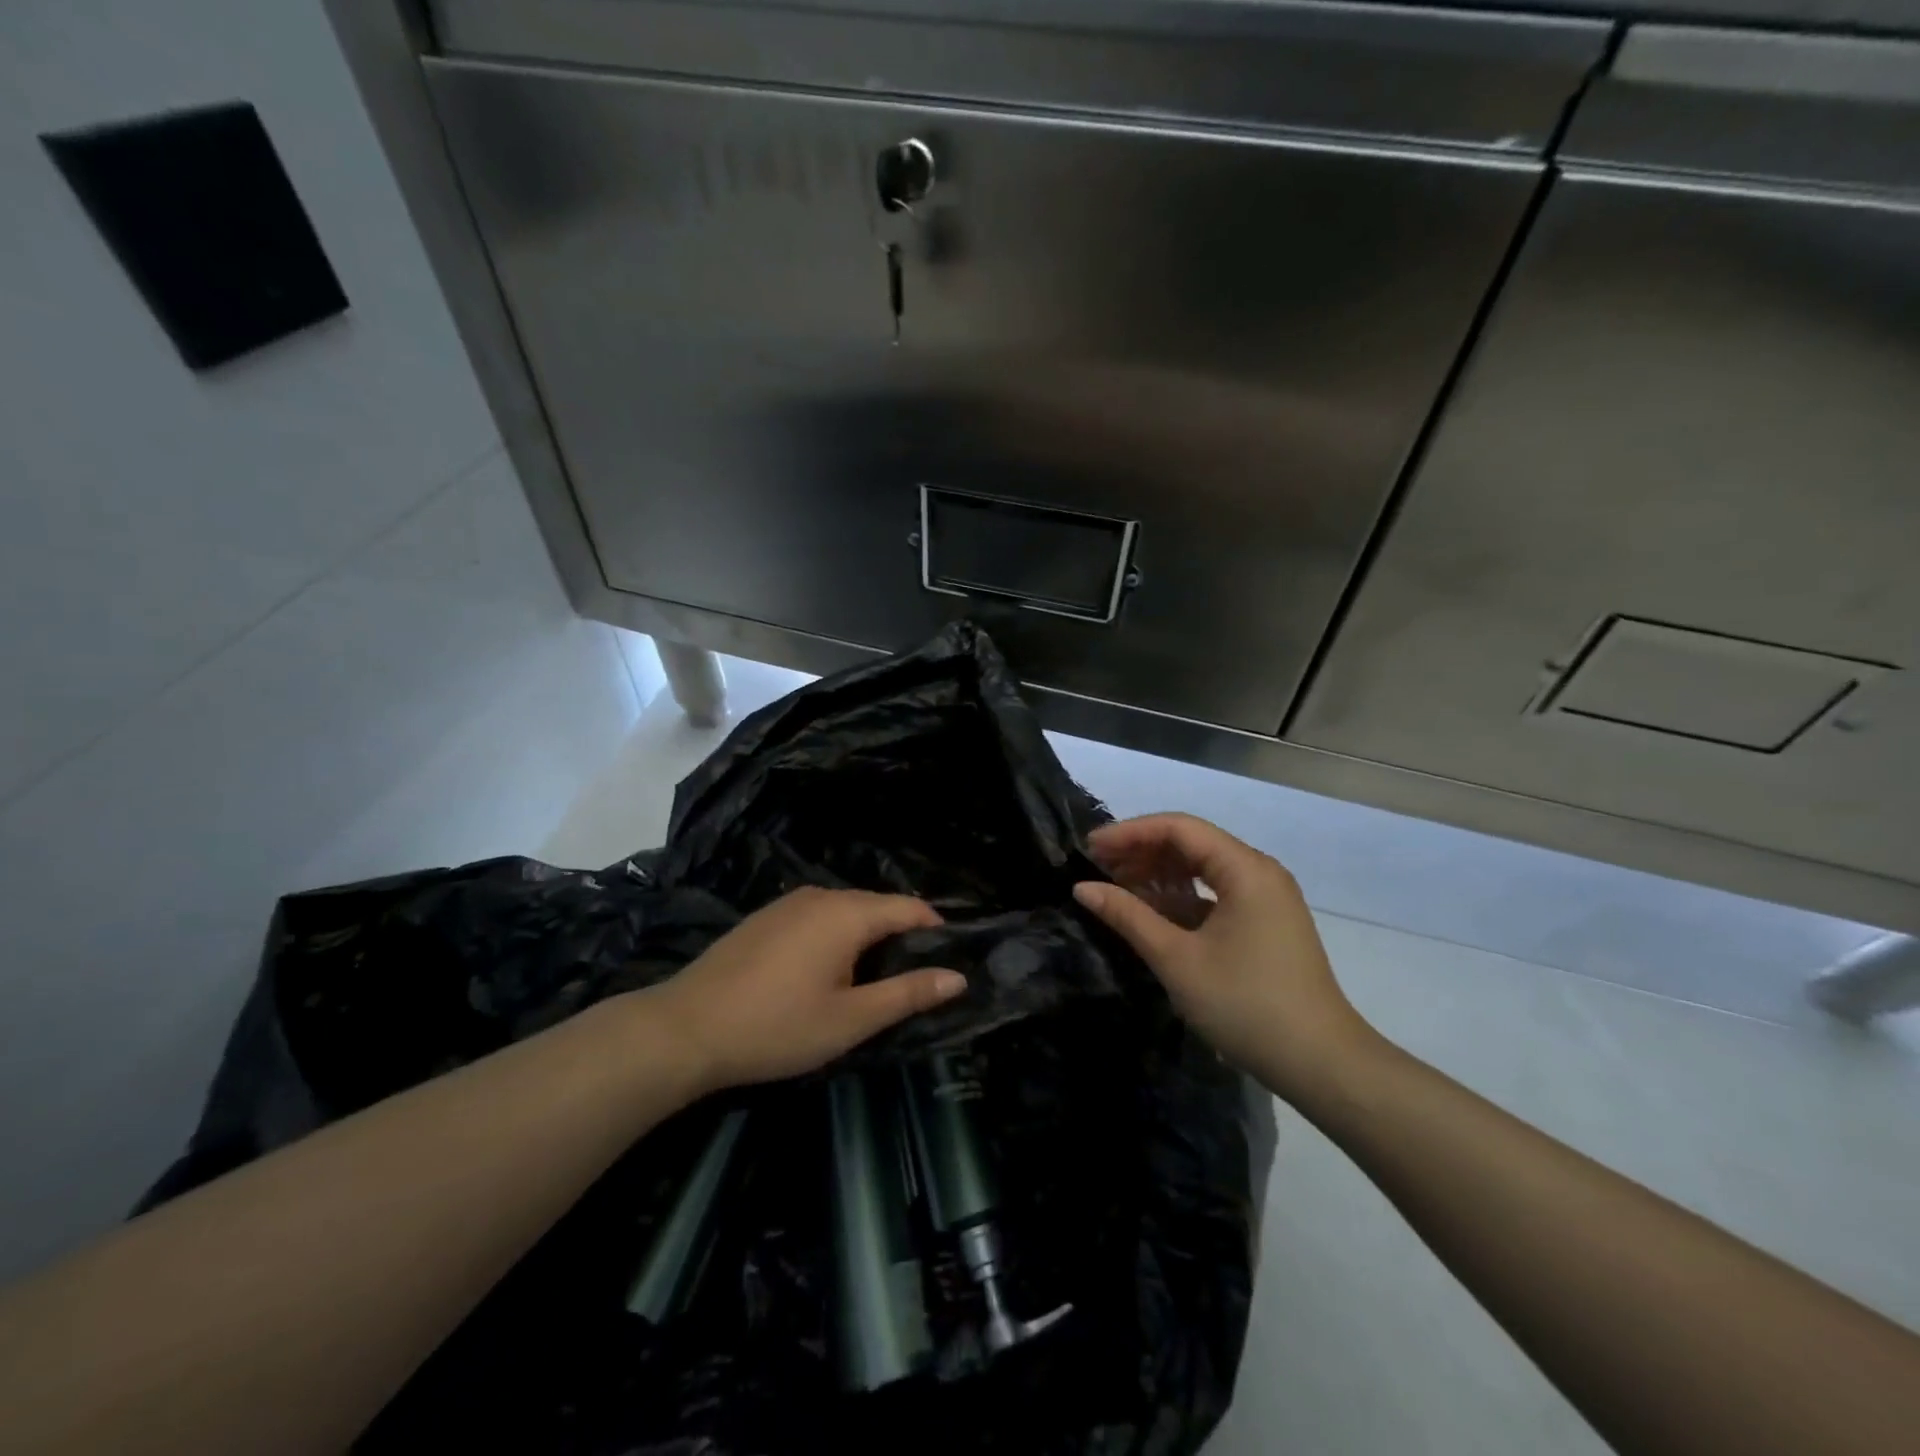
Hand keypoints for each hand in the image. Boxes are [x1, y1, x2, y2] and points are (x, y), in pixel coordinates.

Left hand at [647, 887, 966, 1091]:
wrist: (684, 1029)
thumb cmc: (776, 1027)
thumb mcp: (850, 1019)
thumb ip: (907, 994)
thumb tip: (957, 977)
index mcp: (848, 913)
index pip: (910, 908)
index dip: (936, 932)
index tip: (948, 964)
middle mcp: (821, 895)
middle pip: (879, 907)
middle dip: (902, 938)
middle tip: (911, 984)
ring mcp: (789, 903)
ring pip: (847, 912)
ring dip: (867, 940)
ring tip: (872, 983)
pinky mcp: (766, 917)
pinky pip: (818, 918)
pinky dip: (836, 938)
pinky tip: (825, 974)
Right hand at [1073, 813, 1376, 1101]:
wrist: (1322, 1064)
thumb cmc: (1245, 1005)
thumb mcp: (1177, 959)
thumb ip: (1128, 916)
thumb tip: (1083, 888)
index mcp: (1245, 869)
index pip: (1179, 828)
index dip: (1130, 833)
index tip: (1089, 848)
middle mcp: (1259, 872)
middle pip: (1191, 843)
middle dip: (1142, 851)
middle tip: (1096, 868)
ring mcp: (1265, 898)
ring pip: (1202, 868)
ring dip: (1159, 874)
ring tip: (1116, 888)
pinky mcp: (1264, 923)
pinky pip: (1215, 893)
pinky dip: (1180, 897)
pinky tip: (1150, 912)